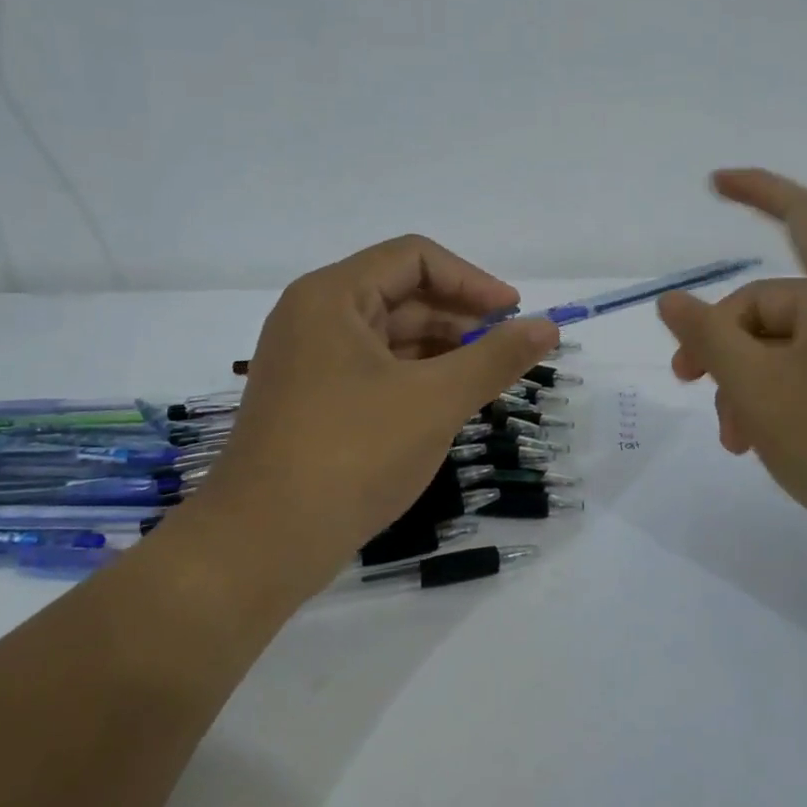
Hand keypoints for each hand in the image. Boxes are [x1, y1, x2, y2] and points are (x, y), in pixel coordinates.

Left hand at [202, 236, 559, 591]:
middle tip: (508, 351)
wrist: (259, 548)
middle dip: (460, 318)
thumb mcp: (435, 401)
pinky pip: (375, 369)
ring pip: (391, 335)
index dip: (471, 280)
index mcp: (332, 296)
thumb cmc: (351, 455)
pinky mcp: (312, 400)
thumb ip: (496, 358)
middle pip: (402, 294)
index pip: (415, 259)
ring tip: (486, 379)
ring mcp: (309, 361)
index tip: (514, 314)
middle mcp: (315, 317)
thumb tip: (548, 327)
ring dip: (442, 349)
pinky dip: (416, 377)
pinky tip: (448, 403)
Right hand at [657, 169, 806, 532]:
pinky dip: (774, 394)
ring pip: (782, 343)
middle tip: (686, 382)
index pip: (798, 211)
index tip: (713, 183)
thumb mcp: (755, 386)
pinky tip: (754, 440)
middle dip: (723, 342)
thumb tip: (671, 300)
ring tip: (731, 436)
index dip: (755, 189)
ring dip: (744, 380)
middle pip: (769, 301)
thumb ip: (707, 336)